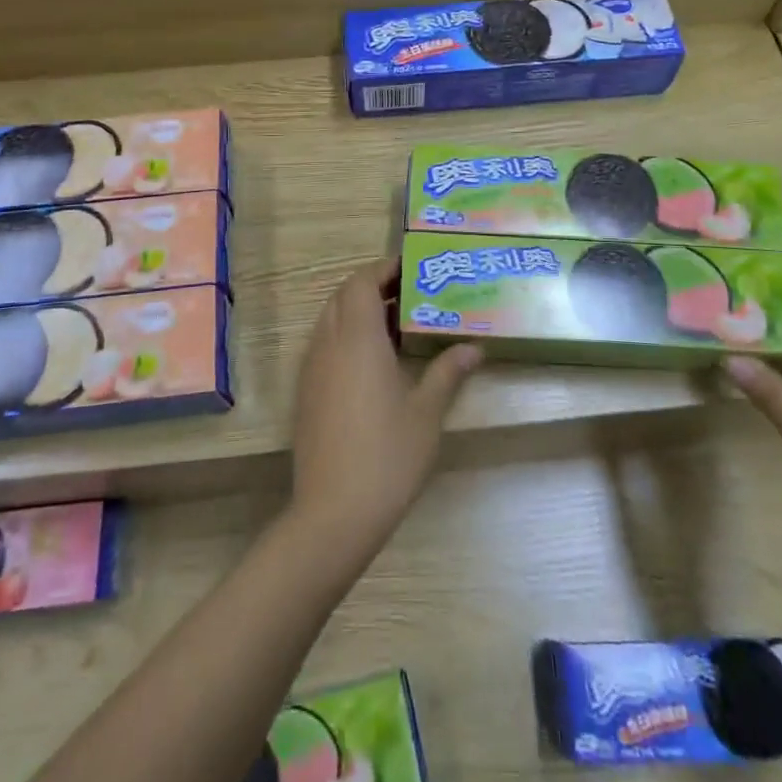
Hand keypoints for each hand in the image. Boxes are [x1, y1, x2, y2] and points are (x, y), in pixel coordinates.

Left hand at [288, 260, 481, 572]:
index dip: (384, 269)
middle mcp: (328, 344)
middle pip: (343, 296)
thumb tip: (474, 348)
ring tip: (397, 324)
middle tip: (410, 294)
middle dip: (372, 286)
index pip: (361, 282)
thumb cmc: (388, 455)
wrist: (334, 512)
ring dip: (358, 311)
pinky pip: (324, 345)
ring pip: (331, 320)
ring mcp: (312, 369)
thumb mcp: (427, 412)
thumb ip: (448, 372)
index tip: (413, 269)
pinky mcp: (306, 392)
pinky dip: (346, 336)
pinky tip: (375, 362)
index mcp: (357, 338)